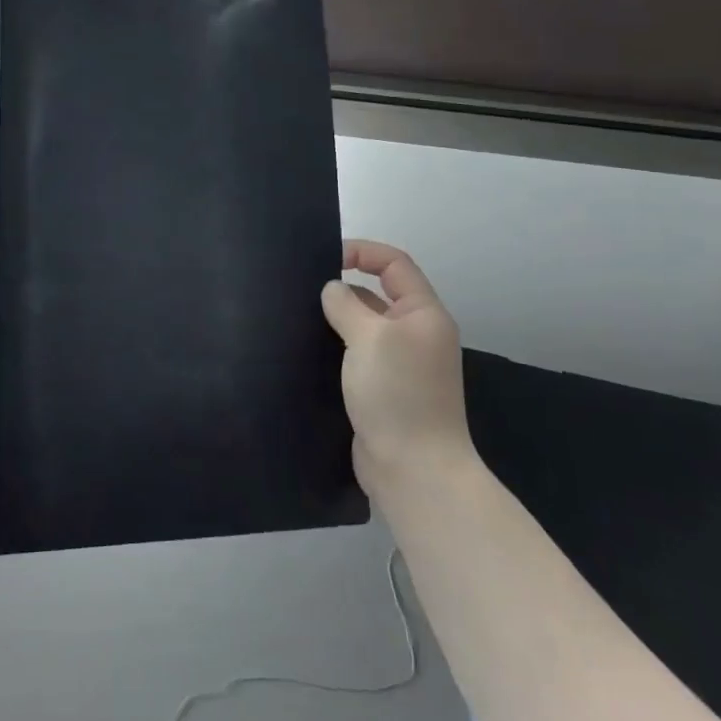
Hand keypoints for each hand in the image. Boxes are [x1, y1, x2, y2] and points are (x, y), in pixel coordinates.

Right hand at [321, 240, 471, 505]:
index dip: (362, 252)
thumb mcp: (370, 338)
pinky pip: (356, 356)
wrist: (413, 468)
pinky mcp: (382, 390)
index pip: (394, 264)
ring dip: (336, 321)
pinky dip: (335, 349)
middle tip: (301, 291)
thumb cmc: (397, 393)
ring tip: (297, 318)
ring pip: (363, 327)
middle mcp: (415, 334)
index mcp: (423, 314)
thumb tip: (331, 290)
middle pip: (377, 294)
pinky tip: (307, 351)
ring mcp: (399, 365)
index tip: (324, 259)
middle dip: (342, 288)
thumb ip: (346, 305)